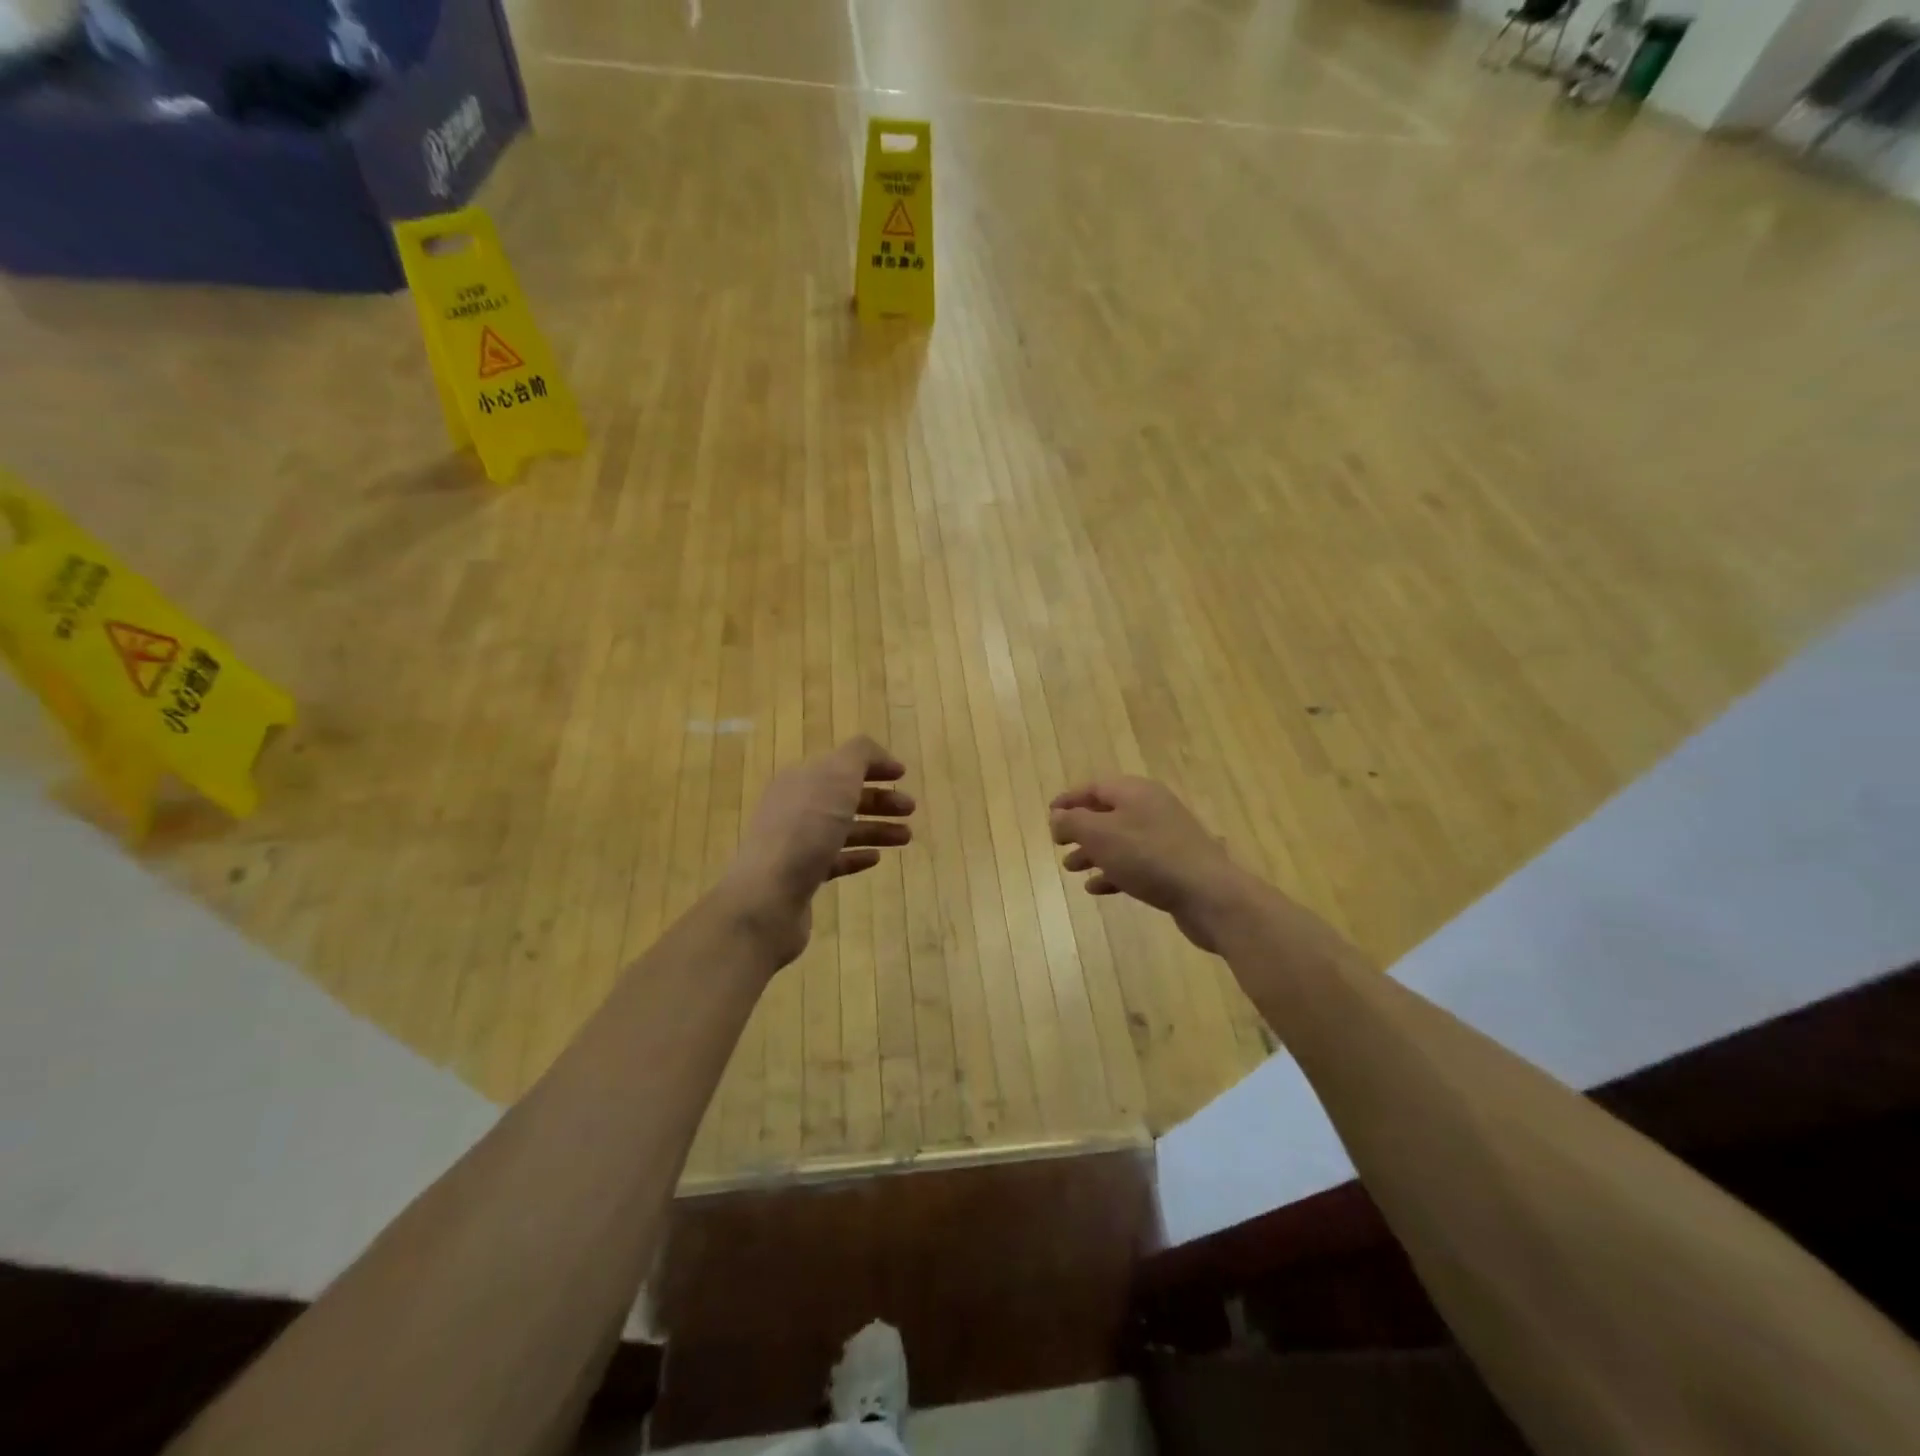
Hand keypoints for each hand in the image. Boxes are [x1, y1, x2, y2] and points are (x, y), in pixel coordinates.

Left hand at [719, 736, 914, 967]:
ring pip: (843, 829)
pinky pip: (834, 860)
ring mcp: (796, 843)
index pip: (841, 764)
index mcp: (801, 779)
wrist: (768, 895)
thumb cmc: (806, 828)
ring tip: (906, 837)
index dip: (872, 765)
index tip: (903, 774)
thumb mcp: (837, 777)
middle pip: (843, 797)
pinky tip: (876, 858)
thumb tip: (877, 754)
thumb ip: (860, 756)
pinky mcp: (801, 877)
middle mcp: (795, 807)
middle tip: (910, 809)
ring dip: (876, 829)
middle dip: (879, 800)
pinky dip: (857, 855)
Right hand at [1049, 777, 1250, 952]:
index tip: (1049, 814)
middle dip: (1080, 828)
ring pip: (1120, 840)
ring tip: (1071, 868)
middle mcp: (1151, 808)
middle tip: (1058, 844)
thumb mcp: (1100, 835)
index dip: (1069, 800)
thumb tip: (1058, 817)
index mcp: (1135, 791)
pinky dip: (1113, 872)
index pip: (1095, 787)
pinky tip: (1097, 888)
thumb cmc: (1148, 856)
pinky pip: (1135, 863)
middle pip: (1108, 813)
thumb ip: (1073, 822)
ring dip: (1093, 852)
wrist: (1208, 894)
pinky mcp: (1173, 866)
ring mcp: (1165, 838)